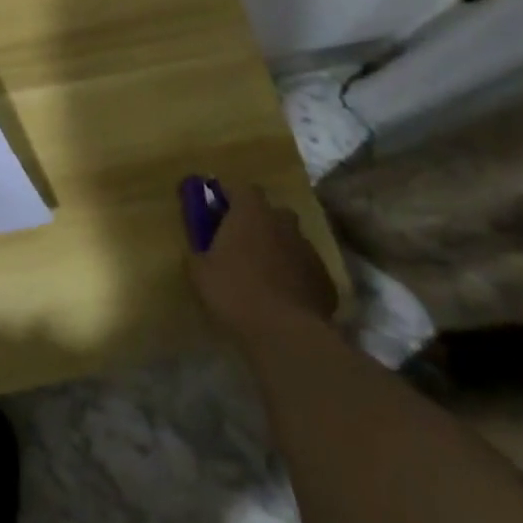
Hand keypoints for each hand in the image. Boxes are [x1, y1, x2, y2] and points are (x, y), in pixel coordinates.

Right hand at [187, 180, 336, 347]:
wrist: (287, 335)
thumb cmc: (235, 292)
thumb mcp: (199, 273)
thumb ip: (197, 255)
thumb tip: (197, 253)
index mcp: (251, 212)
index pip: (240, 188)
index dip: (228, 197)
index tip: (215, 211)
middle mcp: (283, 222)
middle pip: (270, 212)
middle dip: (257, 222)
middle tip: (240, 243)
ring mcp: (308, 250)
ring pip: (290, 241)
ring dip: (277, 250)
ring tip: (262, 275)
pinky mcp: (326, 280)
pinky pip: (304, 269)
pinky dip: (294, 277)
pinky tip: (283, 298)